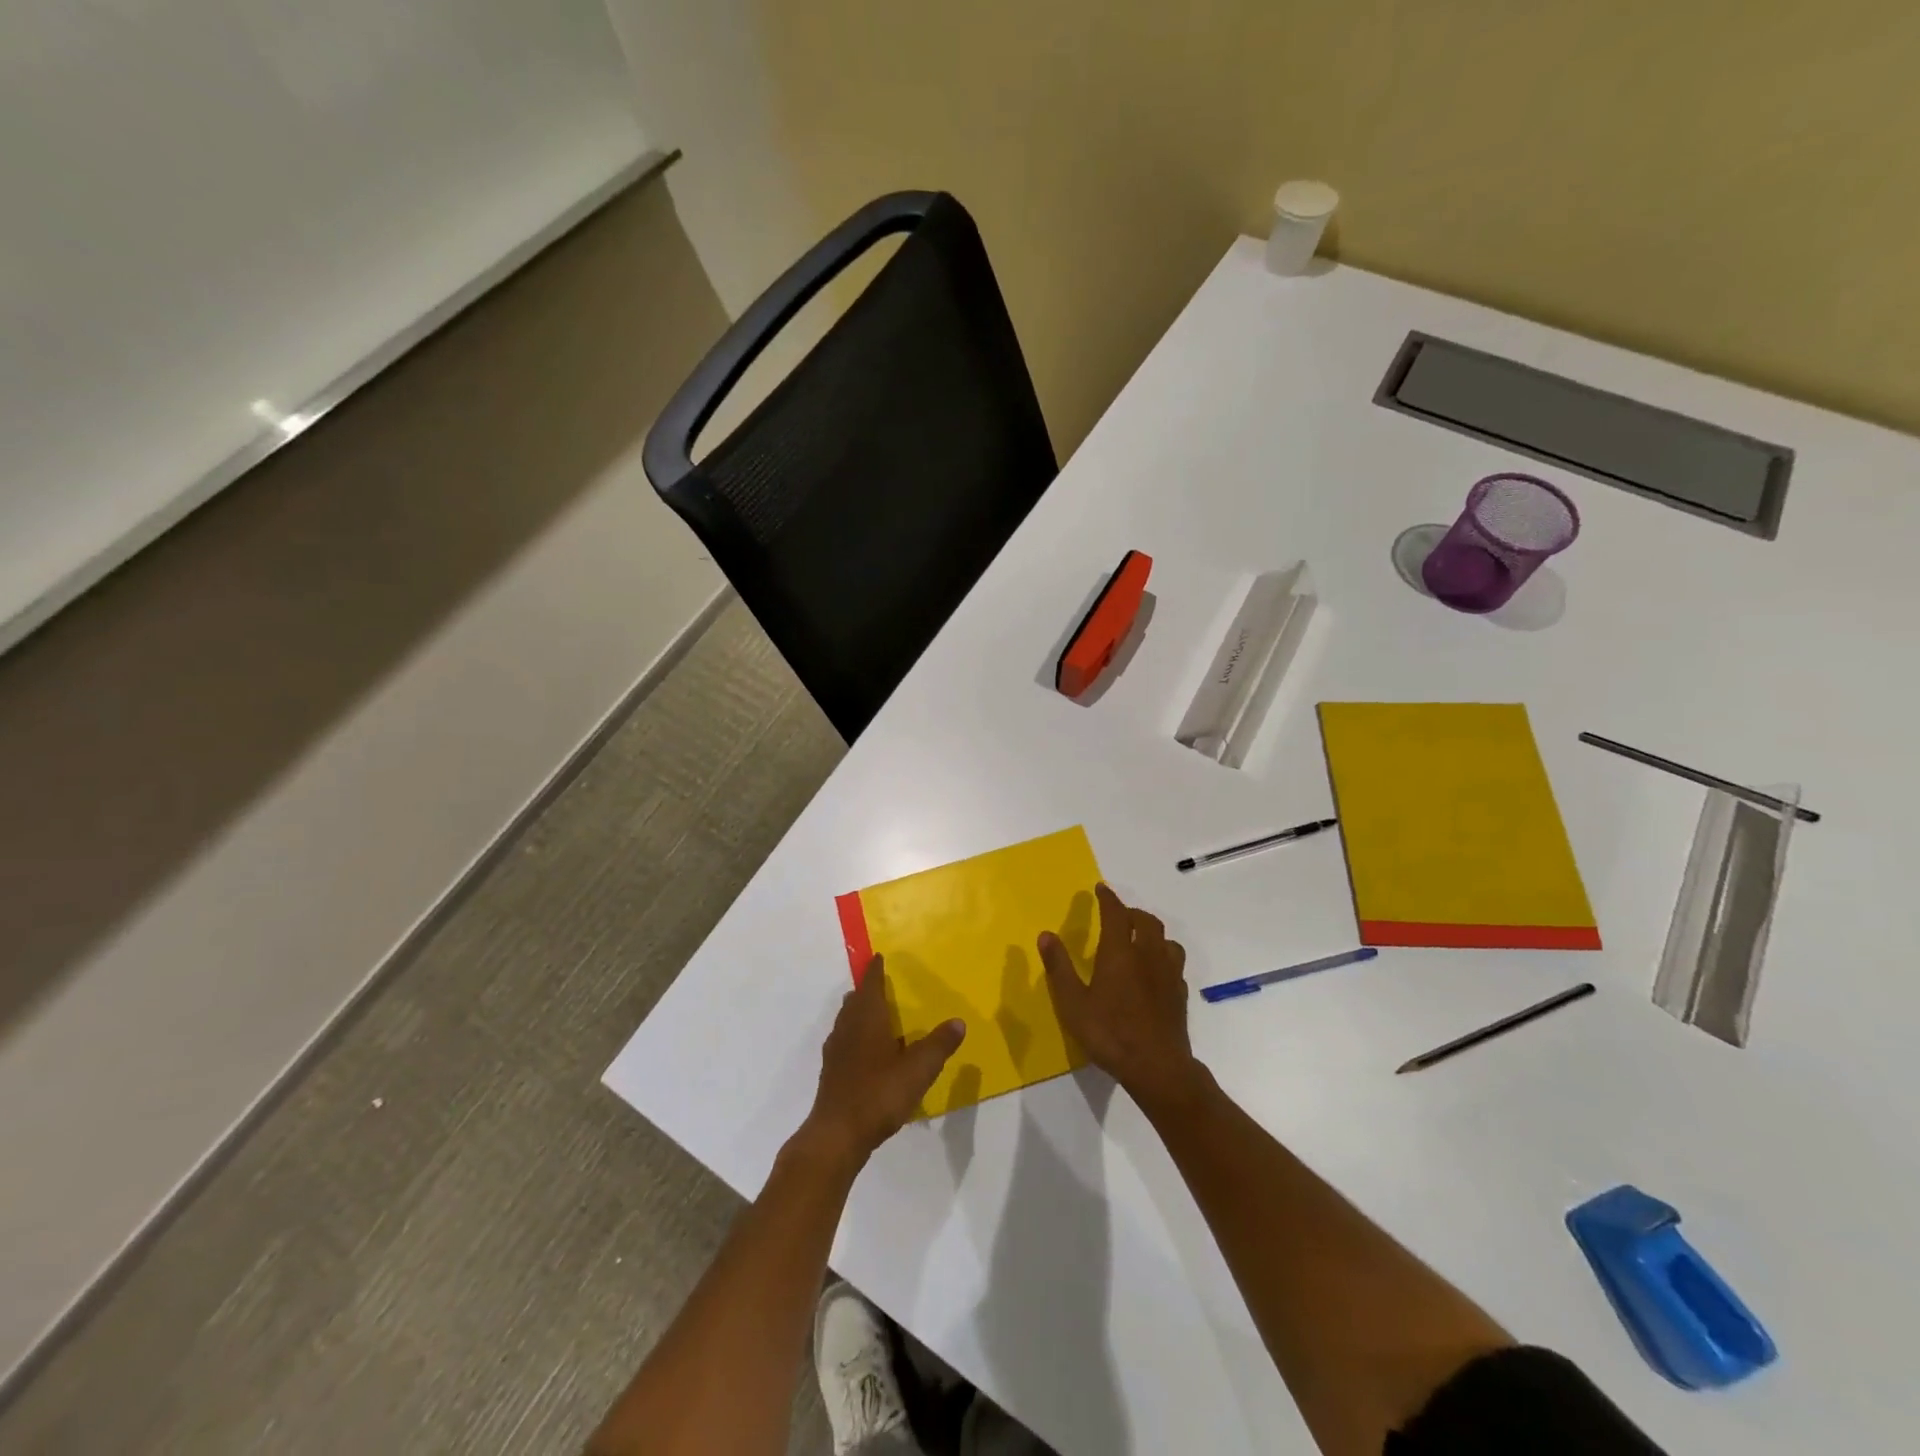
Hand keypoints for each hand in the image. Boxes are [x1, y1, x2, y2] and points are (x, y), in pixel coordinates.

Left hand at [800, 957, 965, 1169]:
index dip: (875, 969)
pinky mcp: (831, 1072)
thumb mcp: (918, 1069)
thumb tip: (958, 1021)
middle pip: (855, 1000)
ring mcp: (836, 1050)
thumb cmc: (879, 1093)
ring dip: (859, 1012)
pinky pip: (844, 1041)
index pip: (870, 983)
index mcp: (867, 1018)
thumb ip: (939, 1045)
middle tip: (881, 985)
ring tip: (876, 1015)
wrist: (837, 1134)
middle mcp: (848, 1027)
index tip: (879, 957)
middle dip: (867, 990)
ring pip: (847, 1020)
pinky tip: (867, 1052)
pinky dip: (855, 1036)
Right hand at [1039, 883, 1206, 1115]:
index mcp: (1120, 953)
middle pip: (1146, 921)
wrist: (1157, 1067)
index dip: (1108, 898)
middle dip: (1131, 913)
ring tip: (1140, 939)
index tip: (1101, 889)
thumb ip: (1060, 967)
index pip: (1116, 914)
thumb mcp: (1073, 1003)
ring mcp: (1168, 974)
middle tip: (1118, 916)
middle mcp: (1147, 956)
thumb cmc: (1110, 1033)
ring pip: (1166, 940)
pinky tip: (1155, 971)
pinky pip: (1174, 963)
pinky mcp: (1180, 993)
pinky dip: (1163, 957)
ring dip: (1152, 932)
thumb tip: (1046, 934)